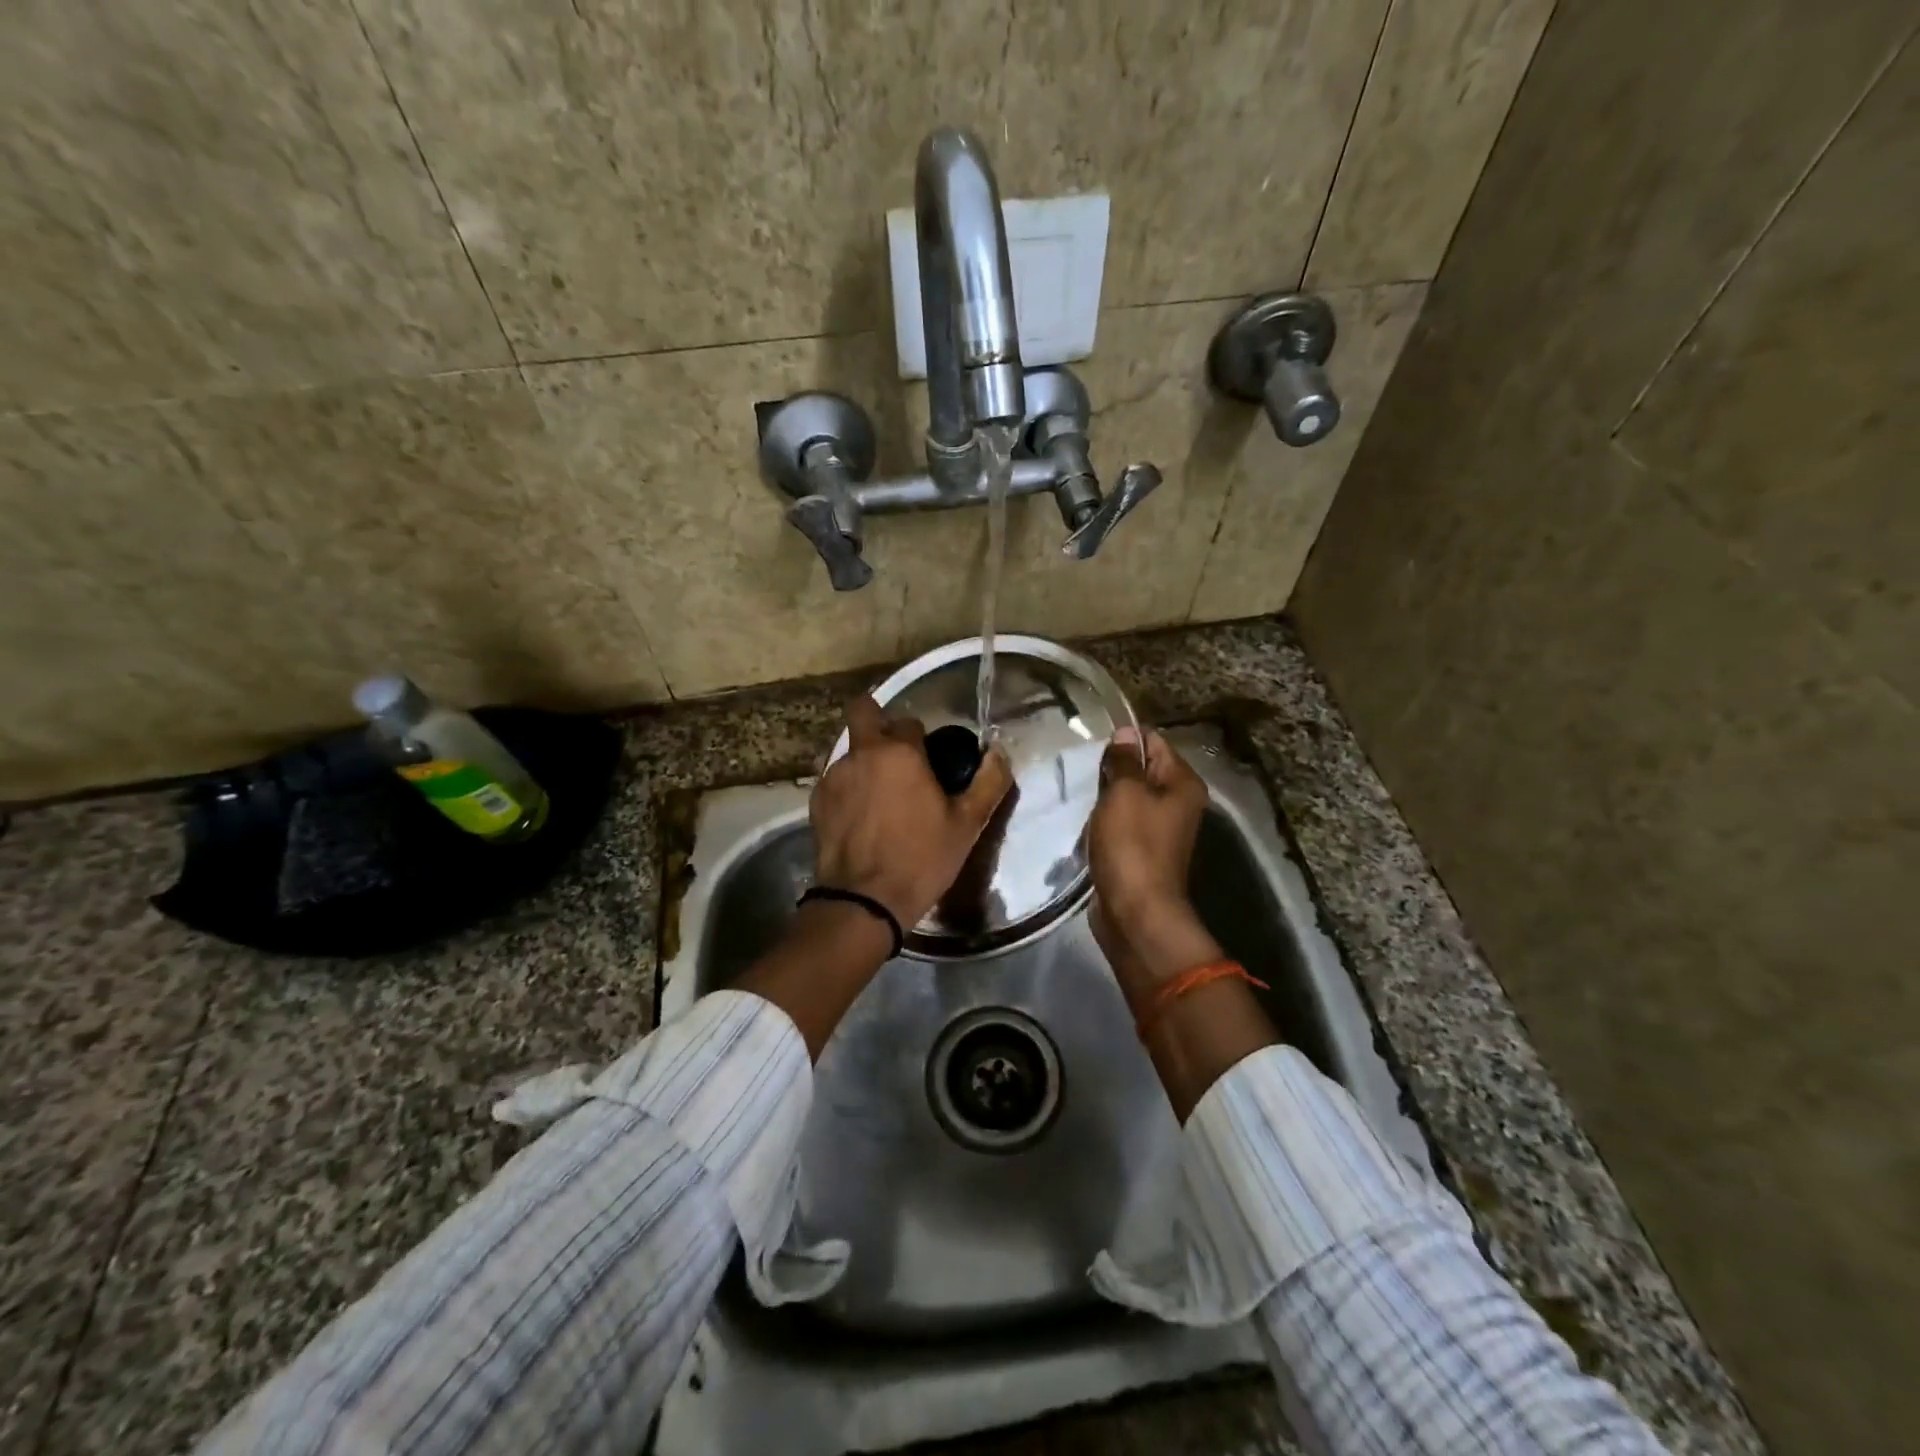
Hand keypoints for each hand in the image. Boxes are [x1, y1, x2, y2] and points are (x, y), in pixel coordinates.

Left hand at [811, 696, 1013, 929]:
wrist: (863, 902)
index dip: (922, 739)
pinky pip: (837, 781)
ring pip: (851, 752)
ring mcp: (833, 776)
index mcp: (899, 752)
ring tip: (882, 800)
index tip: (930, 763)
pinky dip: (850, 790)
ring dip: (866, 763)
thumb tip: (998, 753)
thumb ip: (988, 782)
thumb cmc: (921, 859)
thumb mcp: (967, 825)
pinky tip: (862, 820)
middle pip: (863, 712)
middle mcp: (861, 753)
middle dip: (878, 722)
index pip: (910, 722)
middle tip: (897, 756)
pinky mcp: (816, 801)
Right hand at [1086, 727, 1219, 995]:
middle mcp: (1178, 803)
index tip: (1094, 745)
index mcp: (1182, 784)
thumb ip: (1124, 760)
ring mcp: (1160, 828)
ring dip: (1105, 796)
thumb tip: (1125, 733)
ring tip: (1082, 795)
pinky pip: (1121, 822)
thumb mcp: (1125, 793)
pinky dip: (1105, 820)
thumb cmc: (1132, 845)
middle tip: (1083, 771)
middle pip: (1142, 769)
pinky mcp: (1141, 849)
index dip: (1124, 739)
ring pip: (1128, 797)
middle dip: (1112, 769)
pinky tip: (1087, 821)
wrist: (1135, 912)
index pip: (1153, 741)